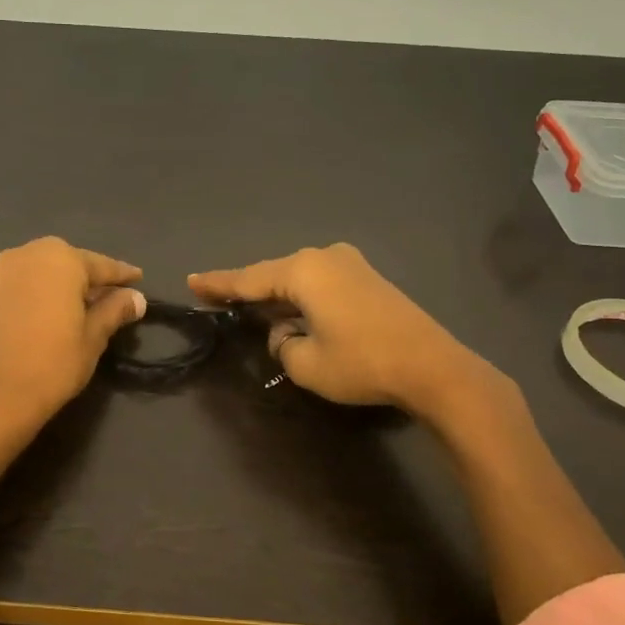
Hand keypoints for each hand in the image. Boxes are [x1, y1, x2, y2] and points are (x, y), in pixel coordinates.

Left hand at [0, 236, 146, 430]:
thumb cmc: (55, 363)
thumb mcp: (94, 337)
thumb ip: (115, 309)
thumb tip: (136, 298)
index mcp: (58, 260)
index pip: (99, 264)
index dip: (121, 274)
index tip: (137, 278)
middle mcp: (23, 257)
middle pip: (63, 262)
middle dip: (83, 276)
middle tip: (103, 294)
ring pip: (33, 274)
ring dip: (52, 285)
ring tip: (68, 307)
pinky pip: (12, 293)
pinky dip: (28, 300)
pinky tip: (35, 322)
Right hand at [189, 243, 507, 416]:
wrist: (433, 367)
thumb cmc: (362, 363)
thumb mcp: (305, 363)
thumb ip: (281, 344)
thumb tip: (287, 332)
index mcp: (303, 271)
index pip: (248, 279)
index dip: (218, 284)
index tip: (191, 281)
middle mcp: (324, 257)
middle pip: (274, 275)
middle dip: (249, 291)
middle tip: (218, 301)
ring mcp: (350, 264)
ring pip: (299, 279)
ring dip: (279, 297)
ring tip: (255, 313)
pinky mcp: (368, 279)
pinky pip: (321, 284)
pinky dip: (303, 298)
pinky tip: (295, 314)